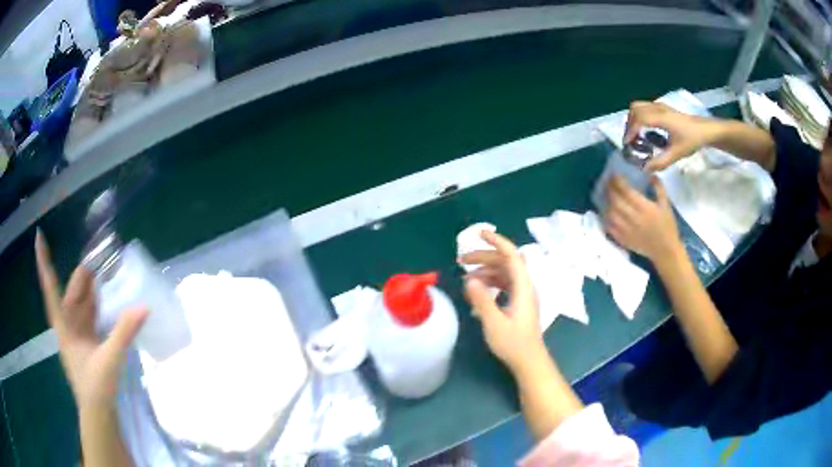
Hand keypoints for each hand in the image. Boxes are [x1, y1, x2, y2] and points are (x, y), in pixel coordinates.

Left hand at [35, 230, 146, 409]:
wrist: (99, 414)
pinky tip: (109, 298)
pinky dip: (98, 303)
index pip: (50, 288)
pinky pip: (90, 314)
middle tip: (103, 258)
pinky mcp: (87, 340)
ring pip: (82, 302)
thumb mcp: (109, 361)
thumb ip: (124, 333)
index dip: (44, 262)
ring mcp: (77, 333)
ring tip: (108, 272)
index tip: (39, 237)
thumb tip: (144, 306)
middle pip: (71, 292)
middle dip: (84, 275)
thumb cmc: (96, 388)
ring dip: (92, 288)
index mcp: (64, 326)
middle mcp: (68, 324)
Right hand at [460, 231, 546, 371]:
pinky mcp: (519, 303)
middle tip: (461, 261)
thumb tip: (469, 279)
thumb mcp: (493, 323)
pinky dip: (490, 282)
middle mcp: (525, 286)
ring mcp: (522, 294)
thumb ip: (481, 300)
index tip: (480, 234)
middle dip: (484, 257)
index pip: (512, 256)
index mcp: (523, 287)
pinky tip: (477, 290)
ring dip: (485, 270)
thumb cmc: (513, 344)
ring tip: (465, 277)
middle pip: (506, 262)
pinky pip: (504, 284)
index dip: (497, 241)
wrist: (529, 361)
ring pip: (504, 273)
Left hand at [605, 175, 682, 262]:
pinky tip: (606, 212)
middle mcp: (634, 219)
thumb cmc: (667, 227)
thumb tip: (650, 174)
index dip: (618, 181)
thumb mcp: (666, 205)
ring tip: (606, 195)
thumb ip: (659, 188)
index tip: (614, 174)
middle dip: (610, 189)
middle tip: (607, 182)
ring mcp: (627, 231)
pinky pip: (610, 228)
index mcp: (645, 208)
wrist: (666, 251)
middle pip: (616, 201)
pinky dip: (606, 219)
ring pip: (611, 214)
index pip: (627, 191)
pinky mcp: (624, 240)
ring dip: (606, 203)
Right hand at [625, 101, 715, 170]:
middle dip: (630, 123)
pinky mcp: (661, 107)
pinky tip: (645, 129)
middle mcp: (657, 108)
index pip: (639, 119)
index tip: (628, 144)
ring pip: (638, 106)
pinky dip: (640, 117)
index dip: (630, 130)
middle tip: (631, 139)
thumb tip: (645, 168)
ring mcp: (659, 106)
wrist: (704, 129)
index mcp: (661, 118)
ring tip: (636, 135)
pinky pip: (644, 108)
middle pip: (635, 109)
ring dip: (634, 119)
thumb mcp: (677, 154)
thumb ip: (661, 162)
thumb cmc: (691, 140)